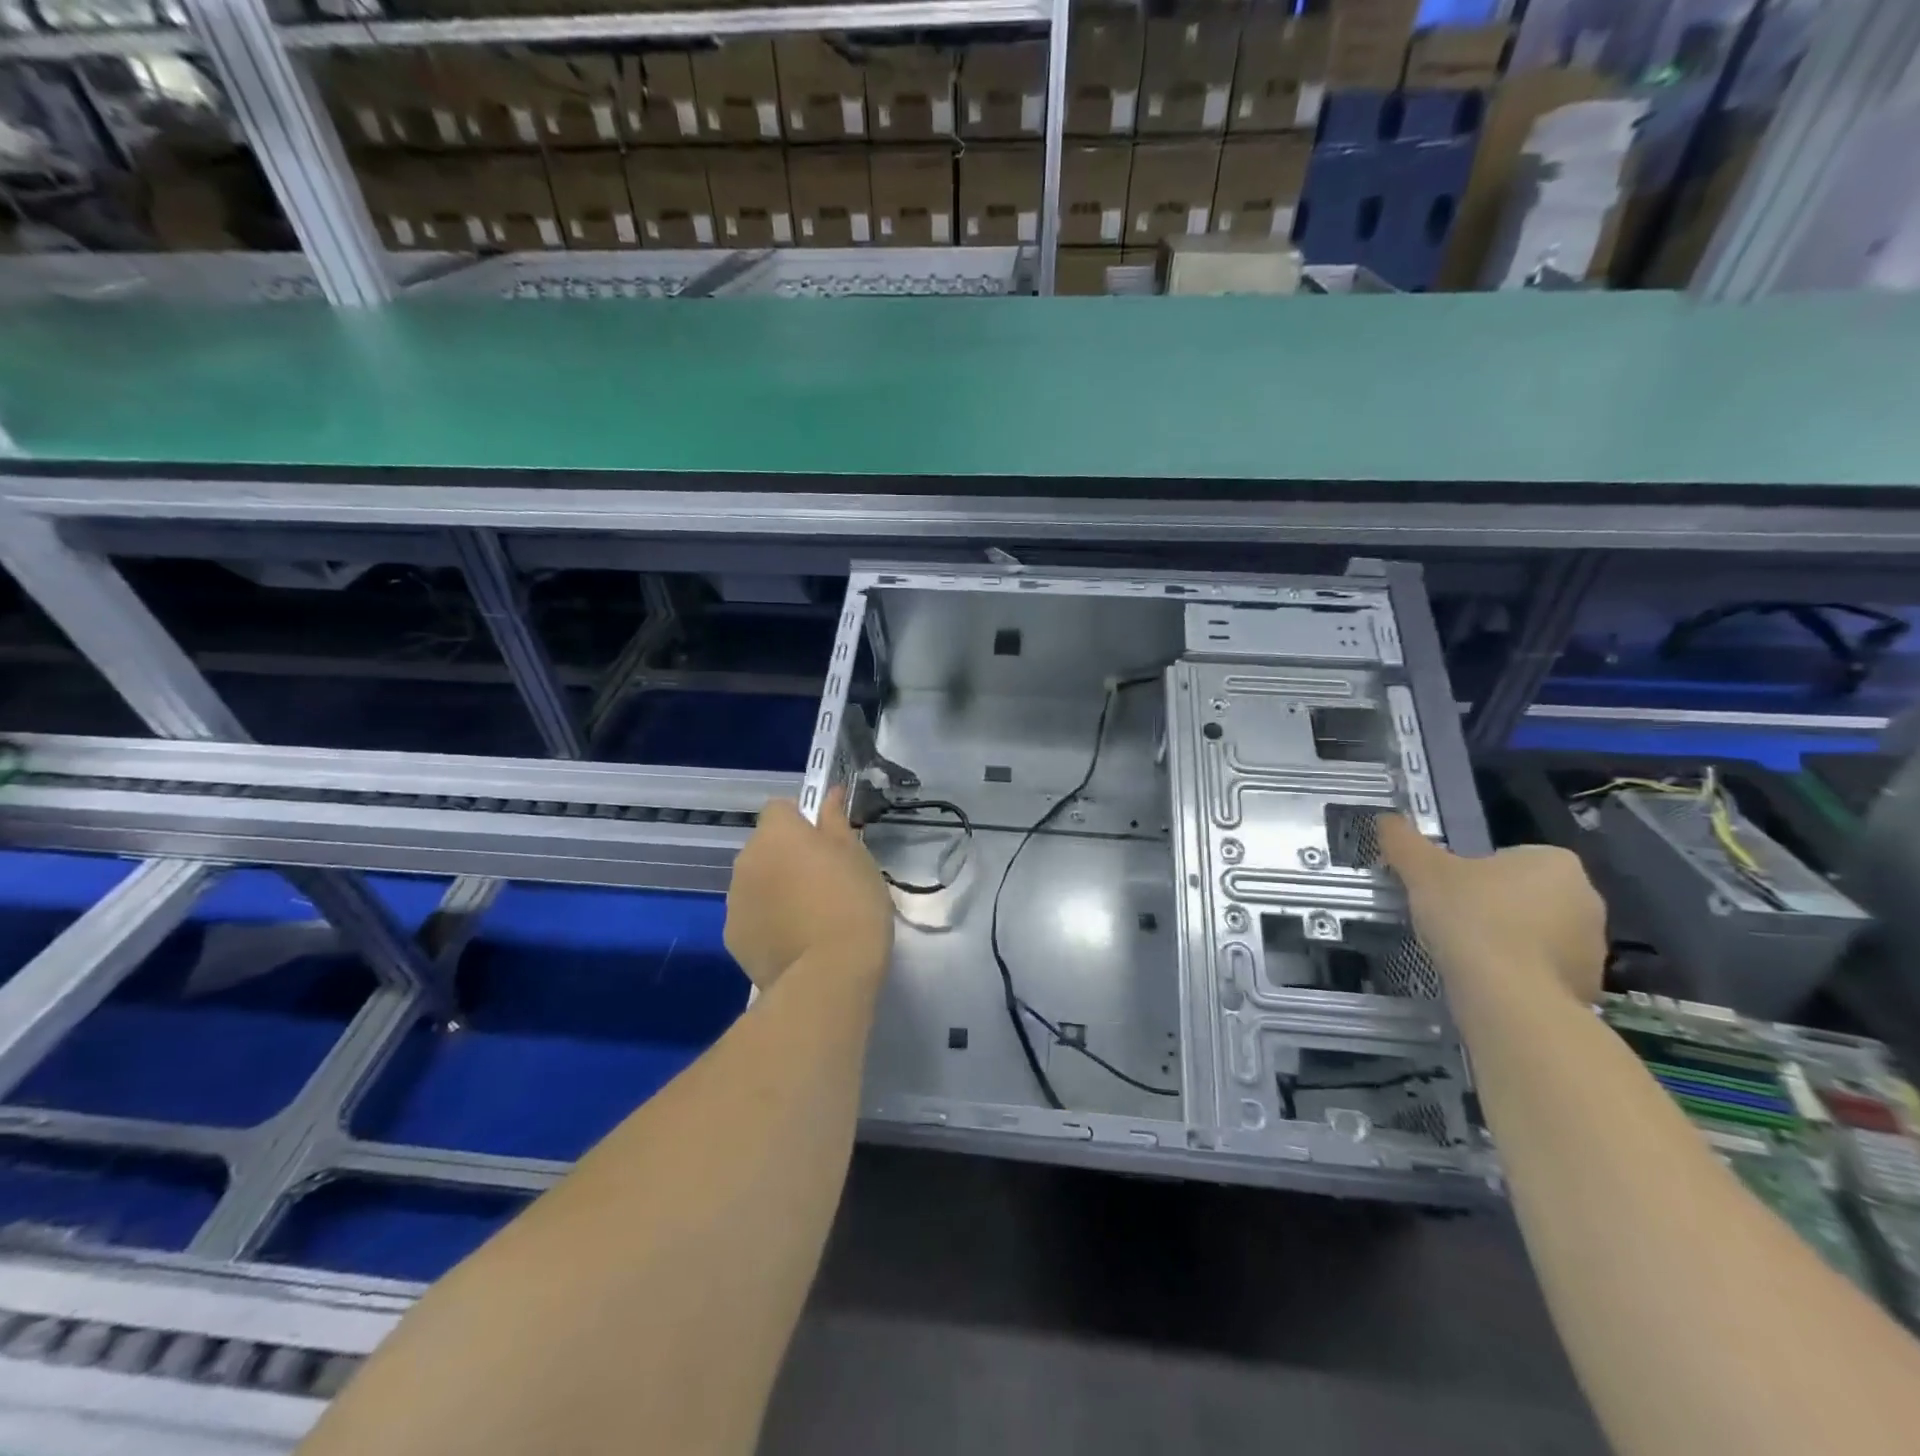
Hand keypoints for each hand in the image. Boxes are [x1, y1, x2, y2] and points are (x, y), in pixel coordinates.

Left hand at [724, 787, 893, 990]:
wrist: (829, 974)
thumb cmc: (852, 903)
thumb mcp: (856, 856)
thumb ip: (836, 821)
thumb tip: (831, 794)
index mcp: (777, 833)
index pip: (780, 808)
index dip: (802, 820)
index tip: (826, 841)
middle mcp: (746, 860)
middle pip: (765, 846)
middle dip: (787, 855)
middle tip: (823, 879)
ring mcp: (734, 900)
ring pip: (756, 881)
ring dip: (776, 888)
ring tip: (810, 916)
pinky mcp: (732, 937)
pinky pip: (751, 916)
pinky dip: (768, 921)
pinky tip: (795, 941)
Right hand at [1377, 815, 1605, 1004]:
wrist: (1509, 996)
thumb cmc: (1470, 917)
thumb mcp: (1423, 871)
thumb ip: (1404, 842)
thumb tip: (1387, 818)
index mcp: (1555, 862)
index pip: (1507, 857)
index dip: (1472, 874)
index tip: (1449, 893)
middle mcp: (1587, 897)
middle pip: (1524, 894)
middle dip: (1493, 905)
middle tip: (1454, 921)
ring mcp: (1594, 945)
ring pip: (1536, 932)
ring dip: (1507, 939)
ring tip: (1469, 954)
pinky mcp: (1589, 985)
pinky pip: (1544, 968)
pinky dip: (1519, 971)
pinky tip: (1489, 980)